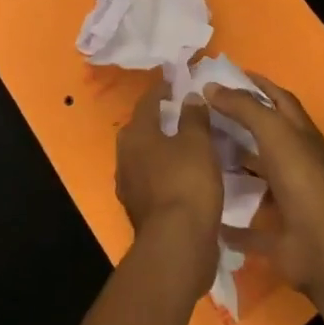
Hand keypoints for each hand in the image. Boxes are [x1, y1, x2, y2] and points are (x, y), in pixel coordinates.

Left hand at [116, 79, 221, 286]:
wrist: (177, 245)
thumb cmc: (187, 183)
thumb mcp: (198, 143)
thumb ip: (193, 117)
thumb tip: (189, 97)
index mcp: (136, 134)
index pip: (148, 101)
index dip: (162, 88)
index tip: (175, 79)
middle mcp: (125, 157)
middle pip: (143, 129)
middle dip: (162, 119)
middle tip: (184, 111)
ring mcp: (130, 186)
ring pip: (148, 157)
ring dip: (165, 148)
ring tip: (189, 143)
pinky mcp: (141, 210)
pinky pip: (155, 180)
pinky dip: (169, 173)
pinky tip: (187, 176)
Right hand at [202, 74, 323, 294]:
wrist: (323, 244)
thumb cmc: (301, 176)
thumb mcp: (273, 130)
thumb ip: (243, 107)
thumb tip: (210, 86)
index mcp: (302, 135)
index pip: (280, 100)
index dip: (258, 85)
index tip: (229, 75)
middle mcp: (298, 164)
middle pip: (267, 138)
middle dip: (240, 125)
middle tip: (204, 114)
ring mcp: (290, 200)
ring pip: (259, 179)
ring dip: (235, 169)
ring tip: (200, 157)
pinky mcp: (279, 234)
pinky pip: (250, 228)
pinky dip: (231, 223)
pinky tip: (207, 212)